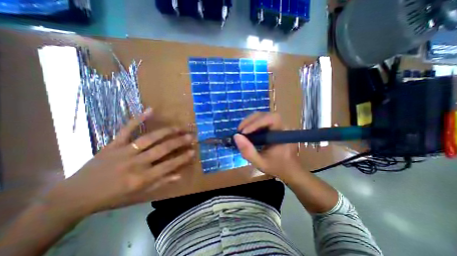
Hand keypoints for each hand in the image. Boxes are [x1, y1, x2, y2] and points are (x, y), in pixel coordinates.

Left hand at [45, 108, 193, 217]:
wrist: (76, 195)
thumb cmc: (112, 196)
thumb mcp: (138, 194)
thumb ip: (160, 183)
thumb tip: (179, 175)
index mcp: (141, 178)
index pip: (168, 166)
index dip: (182, 158)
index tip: (193, 151)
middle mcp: (135, 163)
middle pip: (162, 149)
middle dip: (179, 142)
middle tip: (191, 136)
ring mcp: (124, 151)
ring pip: (149, 138)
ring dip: (166, 131)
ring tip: (179, 127)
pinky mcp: (113, 144)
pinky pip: (126, 129)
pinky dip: (138, 119)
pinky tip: (150, 110)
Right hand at [234, 112, 302, 181]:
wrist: (288, 169)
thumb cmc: (276, 167)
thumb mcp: (260, 162)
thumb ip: (248, 151)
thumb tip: (236, 136)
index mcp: (283, 134)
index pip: (271, 119)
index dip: (256, 123)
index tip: (243, 132)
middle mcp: (282, 126)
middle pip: (265, 115)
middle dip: (250, 121)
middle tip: (239, 130)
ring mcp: (278, 125)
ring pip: (263, 116)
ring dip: (250, 121)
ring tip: (241, 131)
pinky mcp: (274, 126)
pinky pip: (262, 120)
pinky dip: (252, 124)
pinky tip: (246, 131)